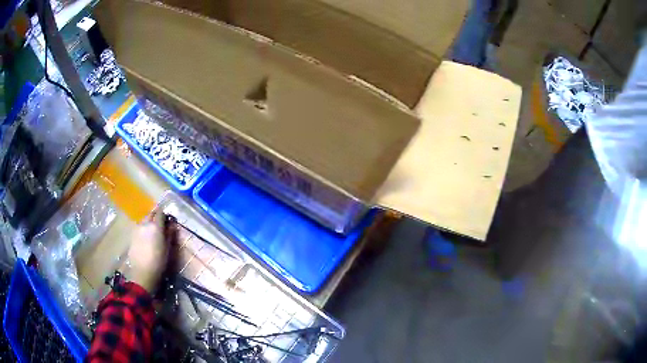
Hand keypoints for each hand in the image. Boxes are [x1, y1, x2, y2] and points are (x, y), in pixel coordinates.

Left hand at [126, 212, 167, 292]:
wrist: (143, 272)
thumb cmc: (159, 262)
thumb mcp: (168, 249)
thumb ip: (170, 234)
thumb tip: (172, 225)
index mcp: (156, 226)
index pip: (160, 212)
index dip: (164, 214)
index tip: (168, 219)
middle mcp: (145, 224)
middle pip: (150, 214)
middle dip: (155, 216)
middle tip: (160, 224)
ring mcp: (137, 229)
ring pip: (144, 221)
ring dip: (149, 223)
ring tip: (153, 233)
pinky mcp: (132, 236)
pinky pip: (139, 228)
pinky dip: (143, 230)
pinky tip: (146, 240)